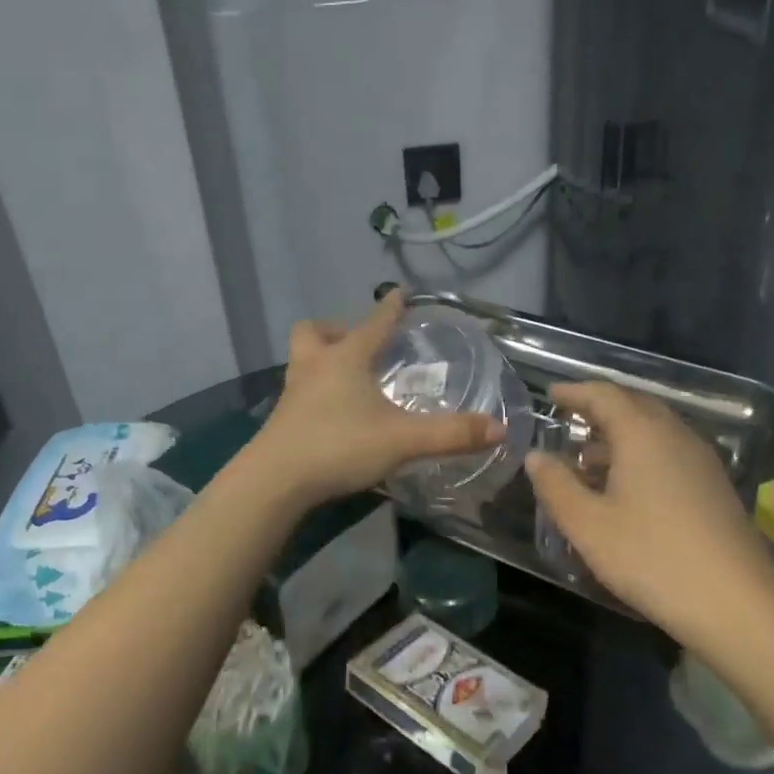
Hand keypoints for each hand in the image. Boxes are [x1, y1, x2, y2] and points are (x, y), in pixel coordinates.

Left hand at [252, 291, 504, 505]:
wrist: (275, 481)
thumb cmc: (339, 446)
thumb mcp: (402, 440)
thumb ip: (451, 434)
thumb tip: (498, 429)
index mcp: (345, 359)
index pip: (373, 323)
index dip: (390, 308)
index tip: (400, 293)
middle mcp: (314, 366)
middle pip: (315, 331)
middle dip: (337, 330)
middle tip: (359, 345)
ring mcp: (292, 392)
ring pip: (302, 358)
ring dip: (322, 358)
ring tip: (347, 378)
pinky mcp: (281, 419)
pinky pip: (298, 390)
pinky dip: (315, 391)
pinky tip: (331, 413)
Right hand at [526, 382, 773, 632]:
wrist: (738, 605)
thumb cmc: (652, 558)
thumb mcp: (588, 526)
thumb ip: (556, 485)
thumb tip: (536, 456)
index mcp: (642, 434)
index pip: (604, 395)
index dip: (574, 392)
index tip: (550, 394)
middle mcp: (675, 435)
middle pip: (634, 405)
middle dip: (599, 408)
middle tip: (569, 419)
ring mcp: (701, 461)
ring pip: (655, 430)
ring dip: (620, 434)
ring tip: (588, 459)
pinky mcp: (715, 487)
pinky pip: (670, 451)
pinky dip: (641, 454)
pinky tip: (626, 487)